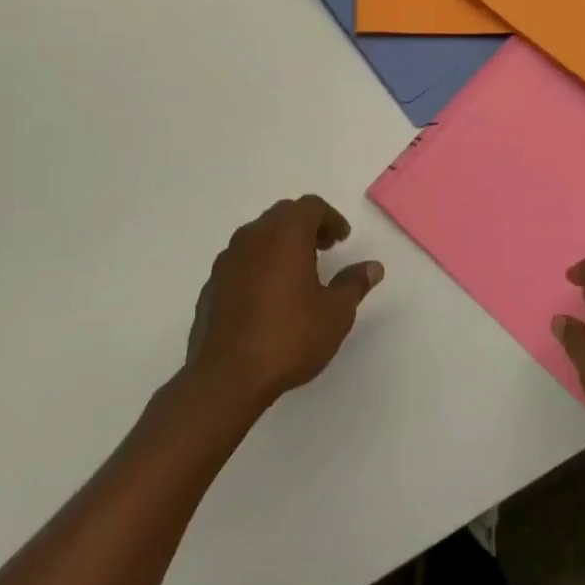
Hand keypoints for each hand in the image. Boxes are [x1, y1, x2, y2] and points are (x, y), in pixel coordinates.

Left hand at [186, 196, 382, 409]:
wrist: (226, 377)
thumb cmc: (289, 337)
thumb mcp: (336, 313)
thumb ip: (354, 283)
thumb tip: (373, 267)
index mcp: (286, 233)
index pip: (311, 206)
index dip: (331, 218)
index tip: (342, 239)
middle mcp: (254, 236)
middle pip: (283, 215)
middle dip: (306, 226)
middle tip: (324, 248)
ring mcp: (228, 259)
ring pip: (258, 236)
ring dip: (280, 245)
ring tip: (296, 273)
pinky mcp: (211, 285)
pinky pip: (241, 262)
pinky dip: (258, 266)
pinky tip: (267, 297)